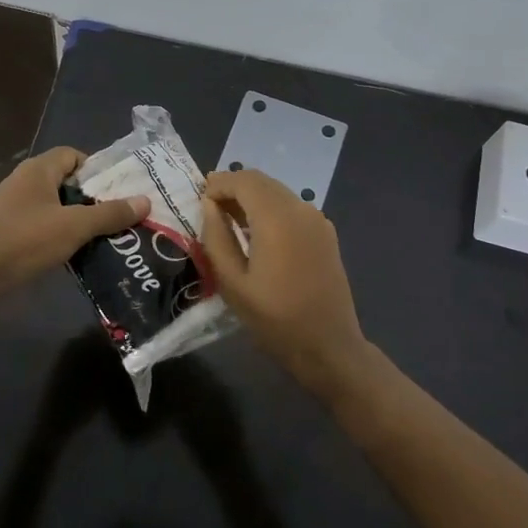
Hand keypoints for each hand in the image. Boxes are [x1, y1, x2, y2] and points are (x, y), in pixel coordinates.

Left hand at [0, 146, 146, 301]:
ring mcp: (14, 206)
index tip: (117, 192)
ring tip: (103, 235)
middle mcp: (24, 181)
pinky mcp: (9, 229)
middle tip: (118, 215)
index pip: (73, 155)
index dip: (97, 170)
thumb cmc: (27, 240)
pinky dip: (60, 232)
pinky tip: (76, 251)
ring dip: (77, 218)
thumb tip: (145, 201)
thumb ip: (110, 214)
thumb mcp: (75, 226)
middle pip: (66, 180)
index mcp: (38, 170)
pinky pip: (42, 223)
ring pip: (55, 204)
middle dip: (92, 197)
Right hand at [201, 168, 367, 382]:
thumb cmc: (275, 319)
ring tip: (227, 217)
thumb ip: (216, 238)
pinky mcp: (326, 234)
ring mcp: (318, 220)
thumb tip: (210, 207)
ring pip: (278, 192)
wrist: (328, 346)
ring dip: (252, 197)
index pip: (244, 181)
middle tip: (209, 205)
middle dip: (234, 187)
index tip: (198, 197)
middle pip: (262, 181)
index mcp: (277, 218)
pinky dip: (270, 208)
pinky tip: (256, 231)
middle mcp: (301, 209)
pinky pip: (292, 208)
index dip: (219, 183)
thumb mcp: (232, 283)